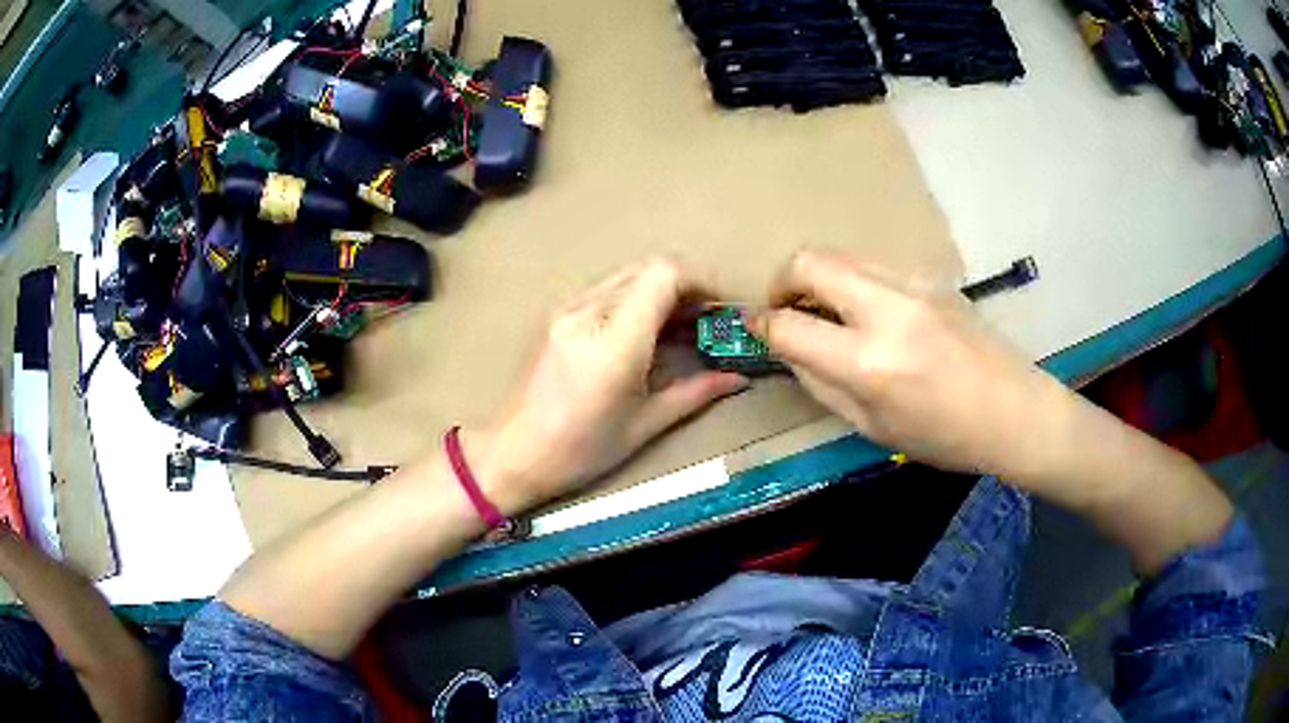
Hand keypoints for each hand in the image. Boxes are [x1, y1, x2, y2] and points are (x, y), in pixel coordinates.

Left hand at [470, 259, 748, 513]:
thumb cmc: (582, 450)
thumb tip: (739, 379)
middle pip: (648, 268)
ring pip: (627, 275)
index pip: (663, 275)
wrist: (515, 452)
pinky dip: (635, 298)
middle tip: (705, 321)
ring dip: (659, 290)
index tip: (718, 310)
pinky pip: (607, 289)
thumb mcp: (645, 425)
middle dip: (685, 287)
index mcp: (615, 341)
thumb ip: (695, 393)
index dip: (700, 282)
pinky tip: (644, 331)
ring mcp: (568, 309)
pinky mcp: (558, 314)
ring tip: (679, 327)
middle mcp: (589, 312)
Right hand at [750, 250, 1071, 480]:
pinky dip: (853, 278)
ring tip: (826, 309)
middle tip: (786, 309)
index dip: (761, 324)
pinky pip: (873, 262)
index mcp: (869, 362)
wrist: (1014, 411)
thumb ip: (822, 384)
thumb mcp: (873, 427)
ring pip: (840, 253)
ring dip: (818, 276)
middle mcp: (887, 309)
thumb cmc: (944, 436)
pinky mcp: (931, 276)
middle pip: (809, 261)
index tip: (755, 328)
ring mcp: (913, 283)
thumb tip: (792, 349)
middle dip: (782, 281)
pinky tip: (867, 308)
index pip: (789, 325)